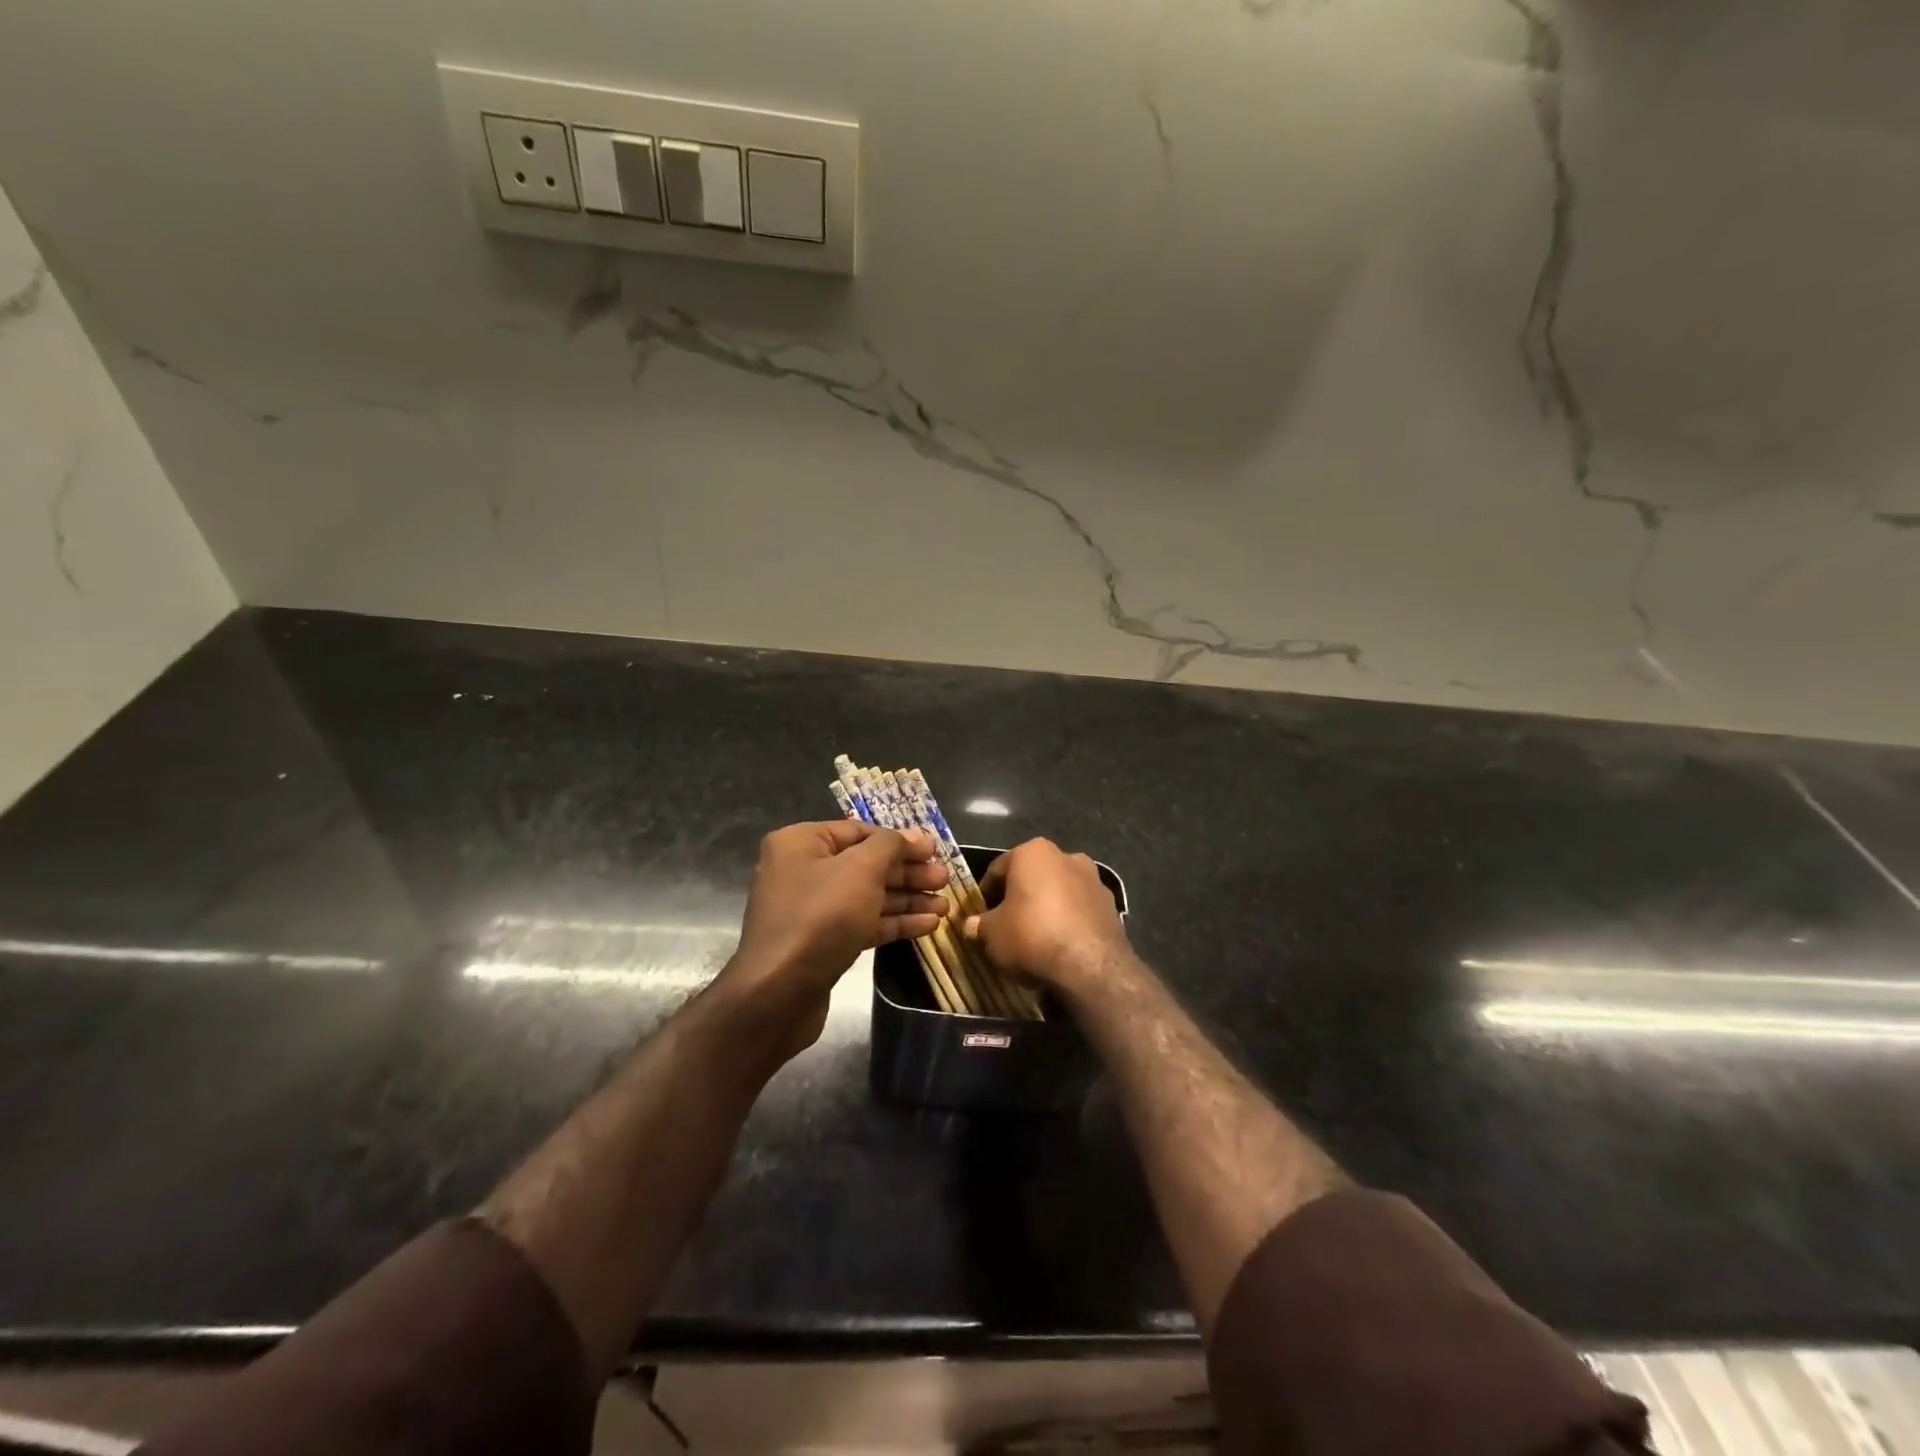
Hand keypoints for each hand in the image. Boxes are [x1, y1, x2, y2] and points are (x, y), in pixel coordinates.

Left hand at [721, 821, 947, 1056]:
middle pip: (865, 864)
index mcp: (800, 843)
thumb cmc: (821, 917)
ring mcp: (811, 909)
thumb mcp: (860, 869)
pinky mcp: (821, 942)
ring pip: (867, 896)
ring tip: (945, 906)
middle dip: (908, 873)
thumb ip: (890, 846)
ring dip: (907, 899)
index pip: (859, 831)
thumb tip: (914, 836)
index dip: (900, 840)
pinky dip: (893, 922)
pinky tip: (928, 926)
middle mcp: (802, 870)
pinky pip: (862, 923)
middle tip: (945, 879)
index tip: (935, 850)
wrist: (778, 993)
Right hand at [962, 838, 1127, 999]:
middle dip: (1019, 898)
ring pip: (1059, 892)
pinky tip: (1059, 947)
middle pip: (1032, 878)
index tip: (980, 915)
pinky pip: (1079, 910)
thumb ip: (979, 925)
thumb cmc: (1031, 935)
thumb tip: (970, 925)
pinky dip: (1068, 922)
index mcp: (1033, 852)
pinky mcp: (1112, 905)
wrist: (1090, 965)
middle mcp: (1066, 856)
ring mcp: (1094, 879)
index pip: (998, 869)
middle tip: (1006, 926)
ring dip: (1046, 909)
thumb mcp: (992, 934)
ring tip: (1034, 940)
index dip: (986, 894)